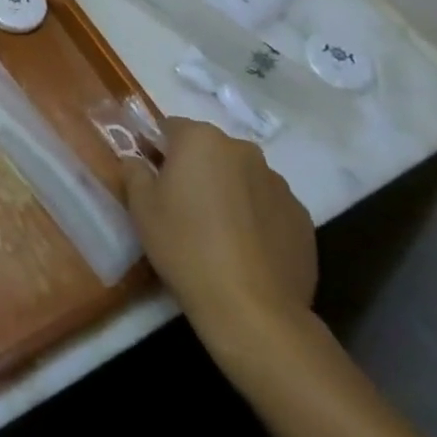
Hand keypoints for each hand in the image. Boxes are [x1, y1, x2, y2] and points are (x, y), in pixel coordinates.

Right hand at [122, 115, 316, 345]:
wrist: (252, 309)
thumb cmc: (185, 245)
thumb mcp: (141, 207)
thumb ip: (134, 171)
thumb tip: (137, 160)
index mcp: (201, 139)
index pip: (170, 128)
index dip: (156, 148)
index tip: (150, 175)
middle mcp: (243, 151)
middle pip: (209, 150)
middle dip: (195, 168)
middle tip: (181, 204)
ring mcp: (279, 184)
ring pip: (241, 177)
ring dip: (227, 191)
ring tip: (217, 231)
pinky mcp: (302, 218)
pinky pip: (267, 206)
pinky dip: (255, 217)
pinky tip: (245, 249)